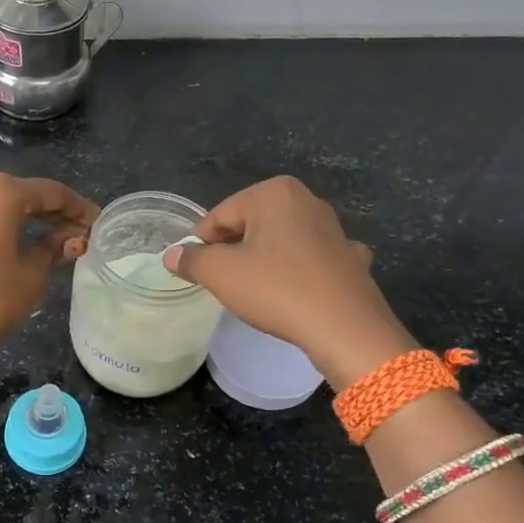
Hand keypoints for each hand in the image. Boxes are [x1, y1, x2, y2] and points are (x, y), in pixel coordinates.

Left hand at [0, 165, 97, 372]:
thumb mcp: (31, 278)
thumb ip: (51, 251)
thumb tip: (69, 239)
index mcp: (3, 195)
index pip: (51, 194)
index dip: (77, 209)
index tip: (95, 225)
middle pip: (15, 190)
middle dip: (45, 208)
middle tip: (67, 235)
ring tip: (19, 216)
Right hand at [164, 176, 415, 388]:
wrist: (346, 328)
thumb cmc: (277, 290)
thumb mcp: (221, 274)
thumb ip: (191, 260)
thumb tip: (173, 255)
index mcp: (273, 193)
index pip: (219, 215)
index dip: (200, 244)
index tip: (192, 271)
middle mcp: (306, 200)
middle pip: (250, 224)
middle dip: (233, 250)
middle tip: (222, 283)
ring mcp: (334, 228)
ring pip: (281, 241)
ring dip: (264, 260)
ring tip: (255, 291)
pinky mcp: (350, 257)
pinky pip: (311, 260)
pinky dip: (298, 271)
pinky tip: (295, 292)